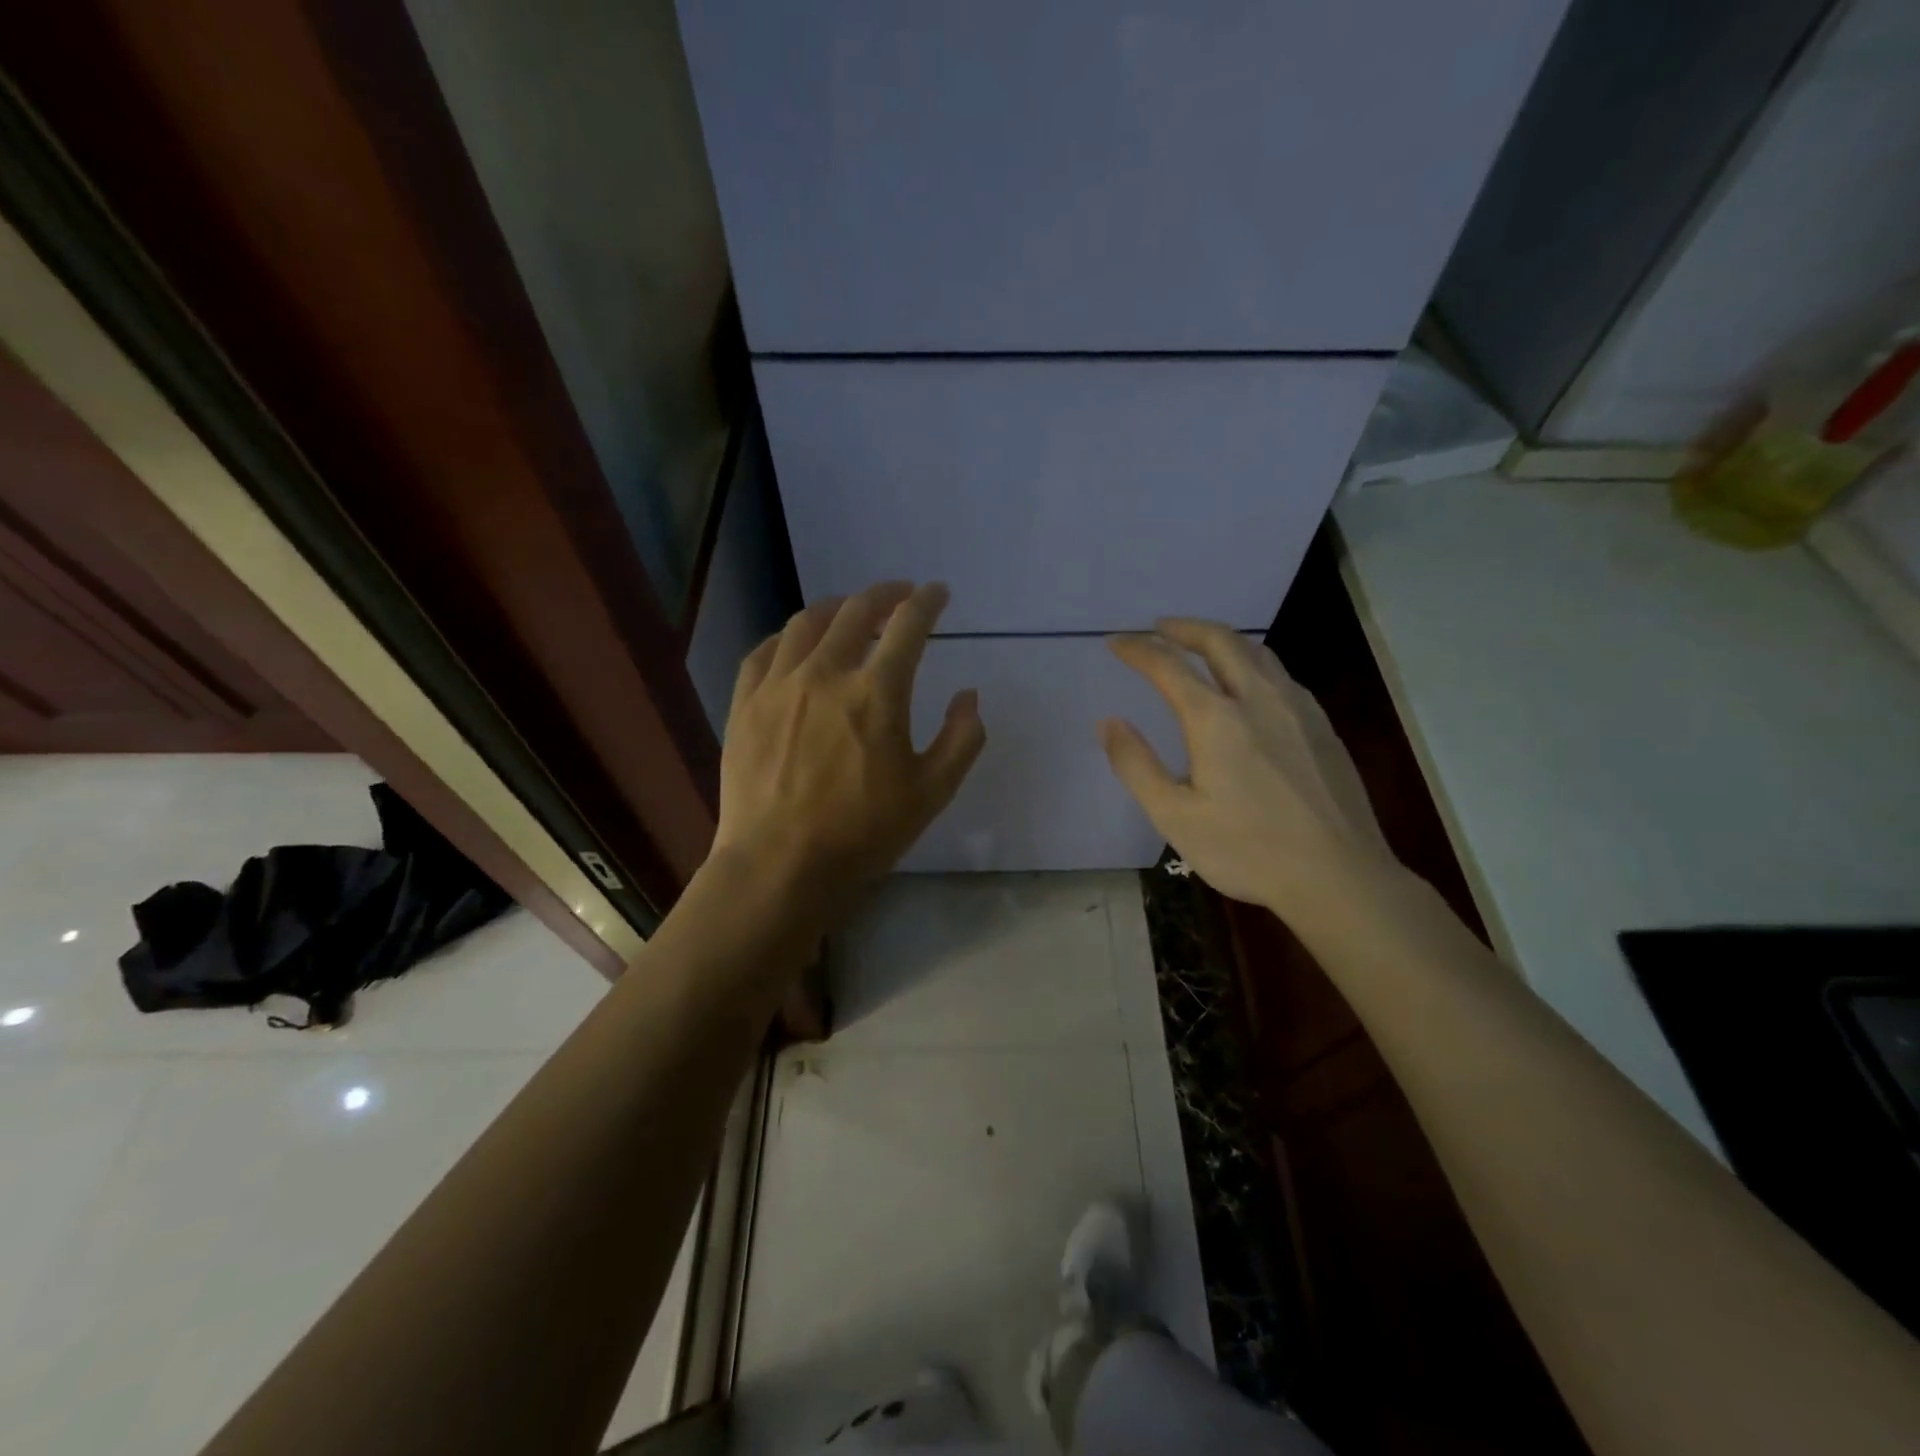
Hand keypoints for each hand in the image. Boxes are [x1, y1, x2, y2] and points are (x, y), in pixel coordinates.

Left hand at [710, 580, 985, 923]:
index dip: (928, 602)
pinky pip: (764, 652)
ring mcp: (778, 685)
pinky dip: (788, 637)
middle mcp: (825, 673)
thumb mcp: (932, 793)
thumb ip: (962, 739)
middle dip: (885, 594)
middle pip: (856, 611)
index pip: (909, 625)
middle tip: (900, 594)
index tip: (938, 593)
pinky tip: (795, 644)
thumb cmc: (863, 834)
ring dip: (836, 607)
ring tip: (850, 610)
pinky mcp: (745, 704)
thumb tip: (968, 696)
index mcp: (877, 692)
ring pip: (807, 623)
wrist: (780, 866)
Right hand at [1100, 619, 1398, 919]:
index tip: (1116, 642)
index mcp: (1215, 719)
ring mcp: (1297, 708)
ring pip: (1257, 653)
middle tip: (1160, 628)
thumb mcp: (1175, 816)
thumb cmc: (1247, 850)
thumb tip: (1109, 723)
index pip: (1167, 666)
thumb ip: (1136, 765)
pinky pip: (1281, 674)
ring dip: (1222, 640)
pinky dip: (1253, 662)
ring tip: (1202, 645)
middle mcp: (1258, 698)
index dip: (1138, 649)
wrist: (1339, 875)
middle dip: (1185, 628)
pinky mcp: (1322, 726)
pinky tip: (1251, 684)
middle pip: (1220, 641)